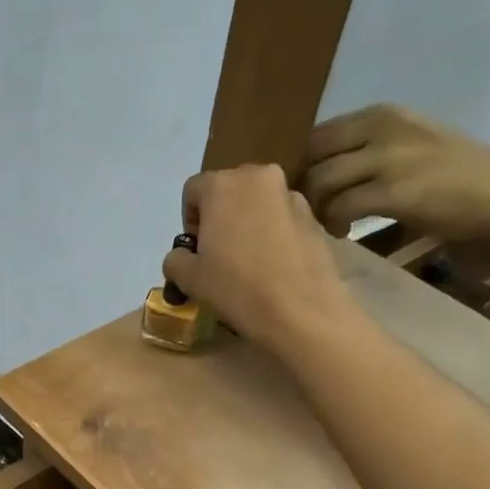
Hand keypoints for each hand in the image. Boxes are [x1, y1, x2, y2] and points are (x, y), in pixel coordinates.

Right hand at [166, 163, 349, 350]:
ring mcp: (291, 195)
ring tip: (249, 263)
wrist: (301, 311)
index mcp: (223, 184)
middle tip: (219, 255)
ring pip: (258, 204)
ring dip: (248, 225)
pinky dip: (273, 236)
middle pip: (228, 191)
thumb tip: (181, 257)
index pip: (193, 191)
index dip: (189, 221)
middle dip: (220, 217)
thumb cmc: (236, 288)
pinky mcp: (314, 217)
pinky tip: (273, 268)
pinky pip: (282, 220)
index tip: (196, 251)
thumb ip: (176, 260)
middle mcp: (259, 177)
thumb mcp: (188, 279)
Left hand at [303, 104, 489, 241]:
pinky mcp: (392, 191)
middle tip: (316, 210)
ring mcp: (387, 158)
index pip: (320, 133)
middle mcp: (381, 128)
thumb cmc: (457, 173)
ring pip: (321, 181)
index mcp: (383, 114)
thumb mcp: (410, 142)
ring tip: (332, 223)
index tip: (312, 188)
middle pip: (313, 155)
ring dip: (317, 208)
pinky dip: (334, 224)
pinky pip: (340, 207)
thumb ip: (370, 148)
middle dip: (305, 186)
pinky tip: (344, 232)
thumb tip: (327, 170)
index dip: (306, 164)